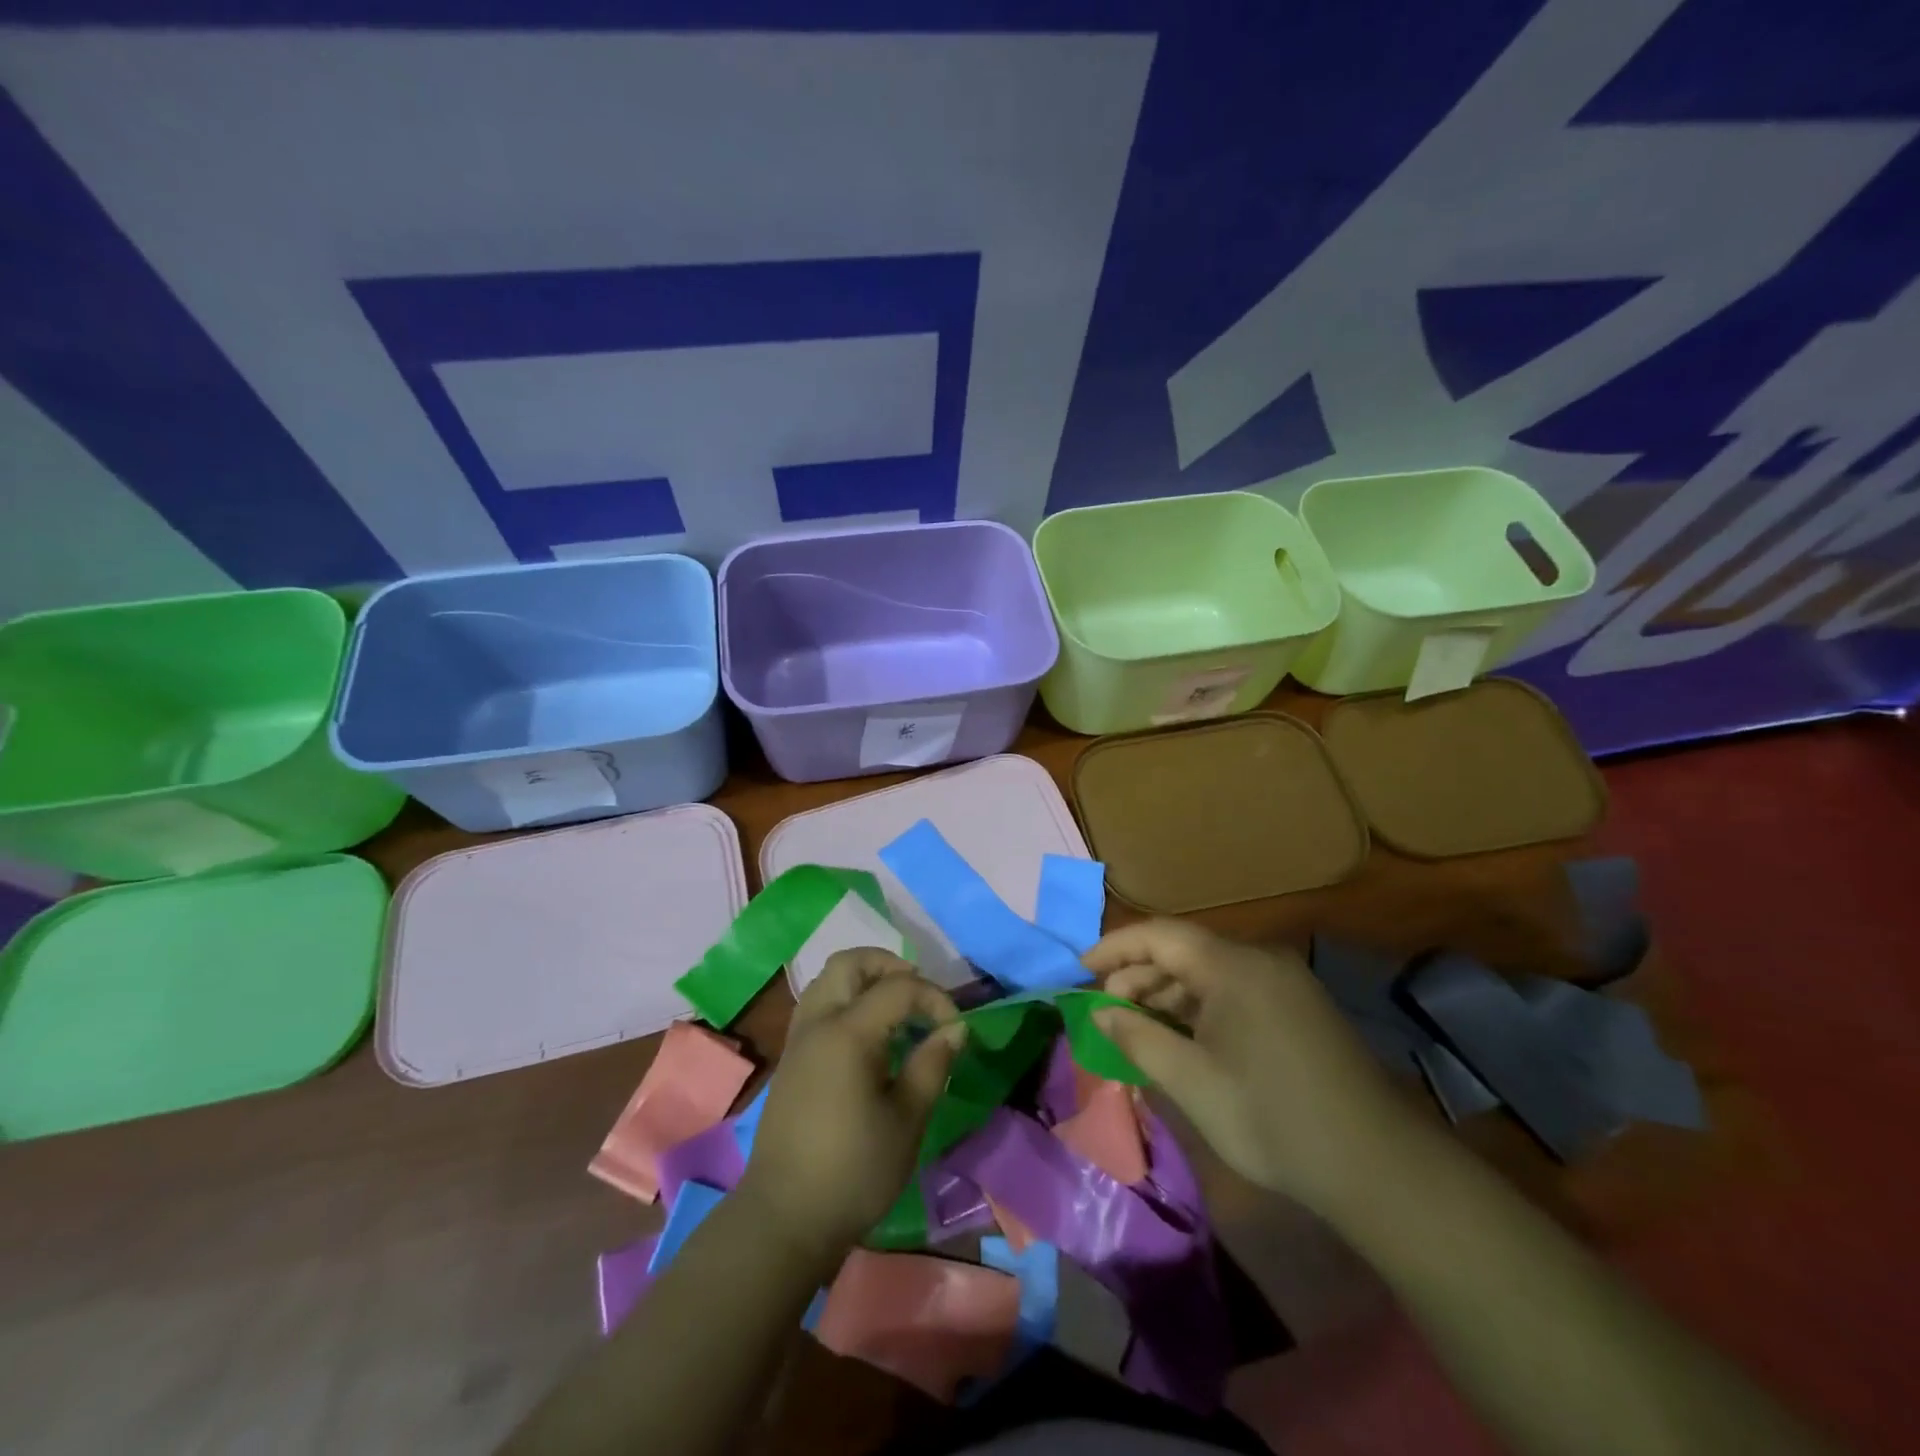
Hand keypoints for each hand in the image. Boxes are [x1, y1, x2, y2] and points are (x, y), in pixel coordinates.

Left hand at [735, 949, 966, 1267]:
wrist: (785, 1218)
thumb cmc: (854, 1171)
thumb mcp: (907, 1120)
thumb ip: (932, 1065)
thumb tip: (955, 1029)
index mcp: (848, 1032)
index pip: (898, 987)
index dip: (934, 998)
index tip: (956, 1028)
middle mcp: (818, 1022)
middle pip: (850, 962)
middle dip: (890, 966)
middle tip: (919, 994)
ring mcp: (798, 1039)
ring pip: (828, 979)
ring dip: (864, 979)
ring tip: (895, 1010)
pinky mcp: (791, 1058)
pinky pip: (818, 1004)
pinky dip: (846, 999)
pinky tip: (868, 1035)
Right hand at [1087, 919, 1418, 1220]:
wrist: (1377, 1165)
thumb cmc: (1271, 1118)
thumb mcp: (1191, 1081)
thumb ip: (1137, 1037)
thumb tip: (1099, 1011)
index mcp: (1233, 966)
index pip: (1159, 935)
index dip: (1114, 947)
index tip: (1079, 969)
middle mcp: (1260, 960)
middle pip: (1184, 951)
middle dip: (1139, 975)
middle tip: (1107, 1010)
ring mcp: (1284, 983)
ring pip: (1209, 972)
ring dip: (1169, 993)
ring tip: (1139, 1026)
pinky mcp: (1299, 1008)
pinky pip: (1235, 990)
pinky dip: (1200, 1006)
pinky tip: (1184, 1037)